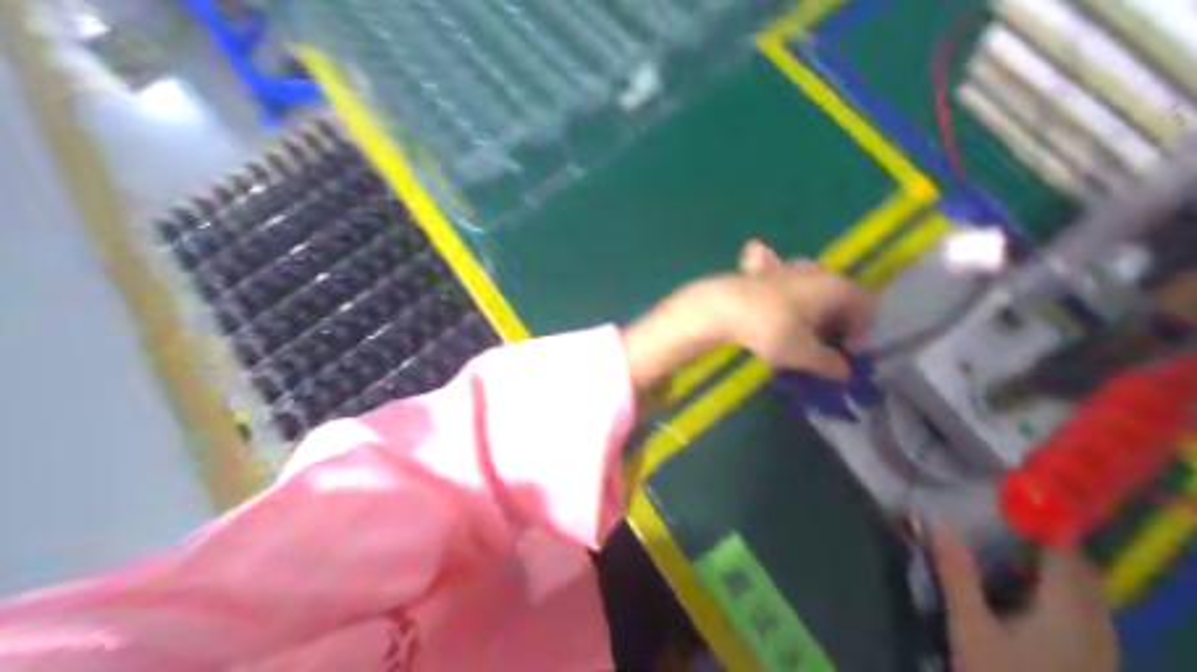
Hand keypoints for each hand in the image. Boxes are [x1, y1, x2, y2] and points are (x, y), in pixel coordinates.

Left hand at [714, 240, 877, 375]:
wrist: (721, 306)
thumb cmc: (770, 328)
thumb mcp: (803, 353)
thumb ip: (829, 363)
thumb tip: (845, 371)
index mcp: (836, 286)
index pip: (867, 304)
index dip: (863, 331)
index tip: (848, 352)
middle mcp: (818, 270)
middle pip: (841, 296)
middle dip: (839, 322)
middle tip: (828, 348)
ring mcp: (790, 266)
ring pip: (815, 289)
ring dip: (816, 310)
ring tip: (804, 335)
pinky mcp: (765, 271)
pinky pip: (788, 283)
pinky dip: (790, 297)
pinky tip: (779, 308)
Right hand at [930, 530, 1116, 670]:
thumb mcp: (969, 628)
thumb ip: (957, 573)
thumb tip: (939, 523)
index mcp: (1067, 610)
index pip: (1064, 550)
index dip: (1040, 523)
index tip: (1007, 505)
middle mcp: (1096, 624)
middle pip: (1081, 569)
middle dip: (1046, 545)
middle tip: (1001, 532)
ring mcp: (1103, 648)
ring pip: (1088, 593)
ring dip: (1054, 571)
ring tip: (1010, 563)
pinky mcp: (1097, 664)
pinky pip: (1088, 615)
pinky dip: (1061, 597)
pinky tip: (1027, 605)